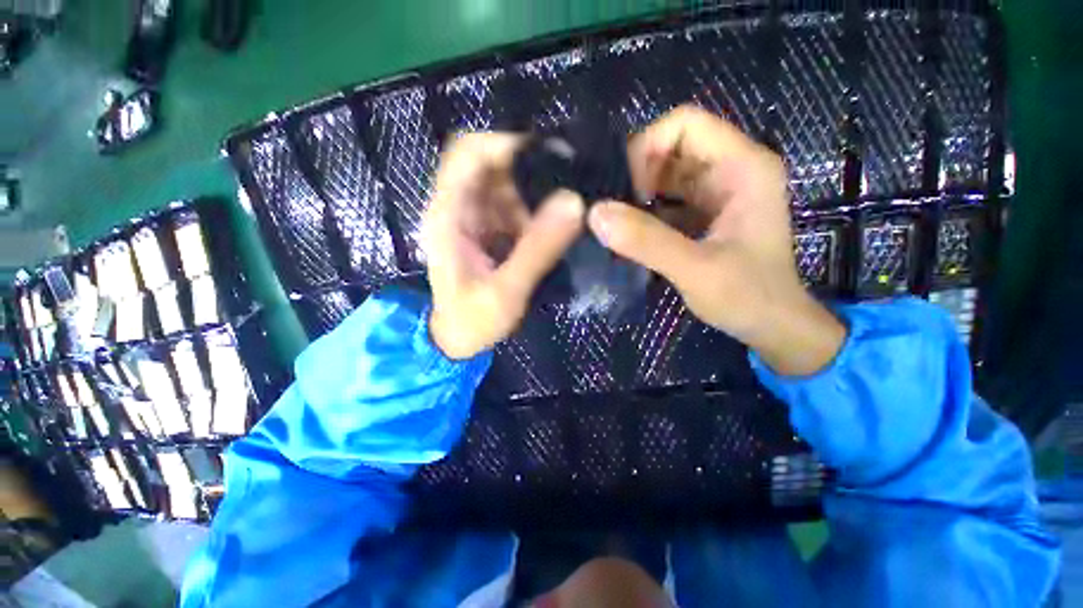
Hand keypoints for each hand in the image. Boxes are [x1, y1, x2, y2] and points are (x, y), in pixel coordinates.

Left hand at [423, 133, 584, 359]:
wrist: (457, 339)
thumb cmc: (472, 321)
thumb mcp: (506, 291)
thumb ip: (537, 250)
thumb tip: (574, 202)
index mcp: (448, 215)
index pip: (467, 153)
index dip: (505, 142)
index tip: (549, 156)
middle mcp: (458, 206)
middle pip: (491, 163)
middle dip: (529, 169)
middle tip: (568, 185)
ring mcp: (474, 217)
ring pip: (506, 183)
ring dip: (535, 191)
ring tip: (566, 208)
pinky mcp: (488, 229)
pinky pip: (513, 204)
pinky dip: (535, 208)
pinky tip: (554, 224)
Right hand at [587, 106, 844, 374]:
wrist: (773, 325)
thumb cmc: (748, 297)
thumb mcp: (696, 270)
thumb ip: (647, 242)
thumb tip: (595, 214)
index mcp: (743, 167)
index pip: (685, 124)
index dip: (647, 148)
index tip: (624, 190)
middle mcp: (731, 169)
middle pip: (672, 147)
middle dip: (637, 174)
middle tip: (612, 209)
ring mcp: (717, 192)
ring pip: (666, 174)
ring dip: (637, 194)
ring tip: (615, 221)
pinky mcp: (704, 213)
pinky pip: (667, 199)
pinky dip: (644, 211)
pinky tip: (629, 232)